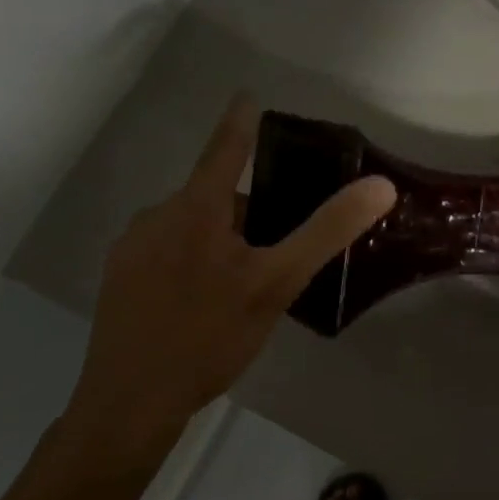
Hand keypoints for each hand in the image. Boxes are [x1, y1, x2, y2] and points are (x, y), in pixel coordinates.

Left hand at [62, 98, 396, 474]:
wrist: (129, 404)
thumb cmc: (208, 336)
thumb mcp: (277, 283)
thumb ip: (327, 231)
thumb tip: (379, 185)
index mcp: (195, 209)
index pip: (224, 149)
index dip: (240, 122)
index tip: (248, 95)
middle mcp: (156, 217)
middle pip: (214, 197)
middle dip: (249, 213)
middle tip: (279, 253)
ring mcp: (131, 250)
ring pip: (191, 228)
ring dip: (222, 241)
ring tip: (246, 288)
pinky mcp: (119, 280)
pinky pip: (167, 253)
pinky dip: (194, 262)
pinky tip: (205, 305)